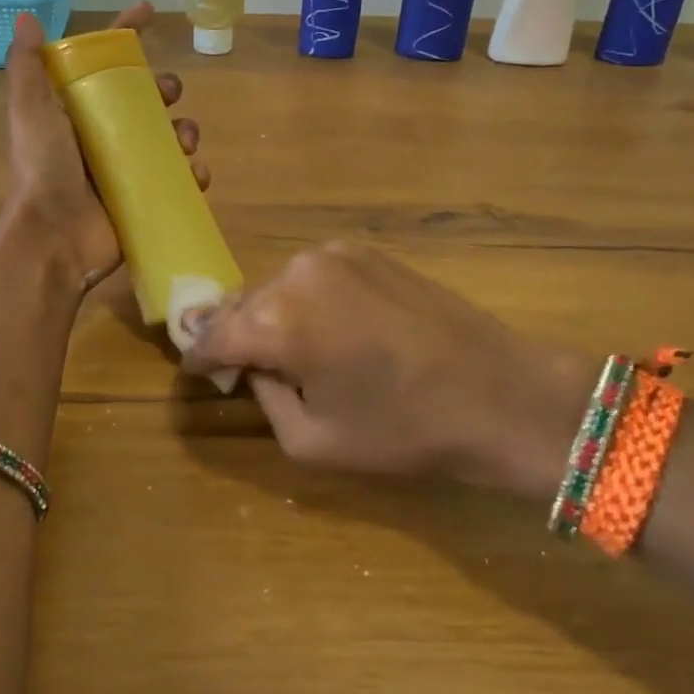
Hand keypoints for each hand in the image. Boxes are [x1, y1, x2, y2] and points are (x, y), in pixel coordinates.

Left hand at [3, 2, 208, 287]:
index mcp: (77, 112)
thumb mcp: (30, 112)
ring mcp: (125, 170)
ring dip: (185, 130)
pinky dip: (194, 174)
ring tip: (186, 140)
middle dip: (164, 88)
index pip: (104, 63)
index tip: (148, 12)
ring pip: (168, 137)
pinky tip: (196, 174)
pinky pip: (179, 180)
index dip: (125, 35)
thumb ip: (27, 67)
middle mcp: (102, 137)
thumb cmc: (43, 170)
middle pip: (144, 99)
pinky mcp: (144, 200)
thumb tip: (27, 17)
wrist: (54, 239)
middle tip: (169, 94)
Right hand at [179, 243, 594, 500]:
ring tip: (291, 349)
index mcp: (279, 321)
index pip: (213, 335)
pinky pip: (314, 276)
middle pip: (243, 304)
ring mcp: (334, 255)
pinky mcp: (365, 251)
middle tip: (239, 366)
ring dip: (273, 315)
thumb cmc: (405, 430)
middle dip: (235, 334)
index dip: (198, 357)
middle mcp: (298, 274)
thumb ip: (265, 399)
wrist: (500, 393)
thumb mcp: (313, 441)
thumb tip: (253, 368)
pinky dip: (308, 300)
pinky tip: (330, 328)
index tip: (193, 371)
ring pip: (279, 286)